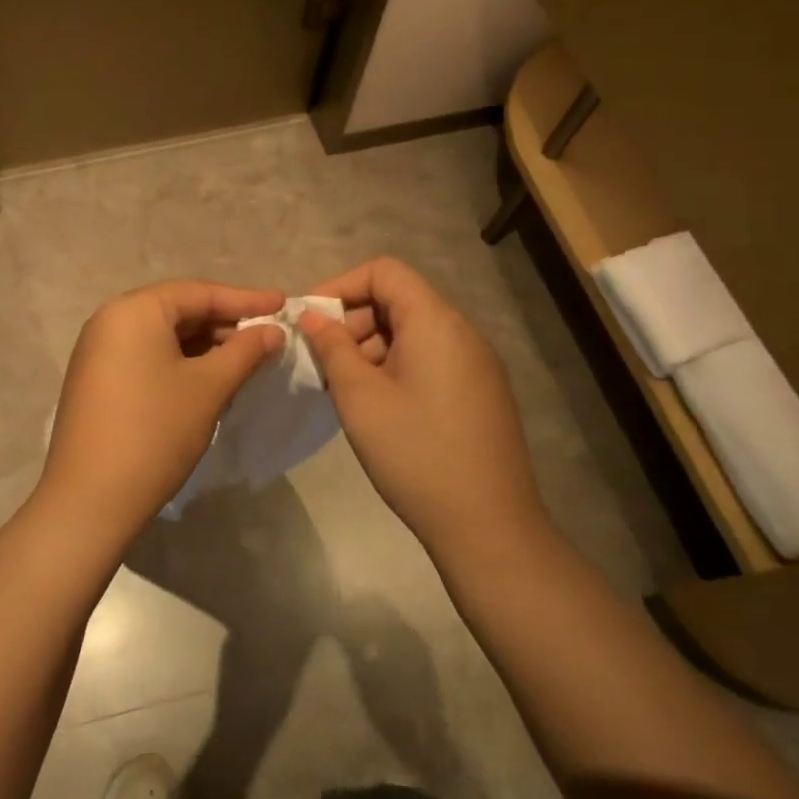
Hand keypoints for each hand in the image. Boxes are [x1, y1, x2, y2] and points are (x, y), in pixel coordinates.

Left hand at [36, 280, 283, 542]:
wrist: (90, 499)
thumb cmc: (155, 432)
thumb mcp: (208, 388)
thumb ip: (244, 352)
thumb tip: (272, 331)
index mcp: (133, 310)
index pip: (198, 292)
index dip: (244, 299)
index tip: (282, 304)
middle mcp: (110, 321)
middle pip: (178, 311)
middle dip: (224, 323)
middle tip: (267, 337)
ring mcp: (97, 352)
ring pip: (162, 337)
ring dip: (204, 346)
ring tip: (245, 360)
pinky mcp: (96, 381)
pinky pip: (145, 357)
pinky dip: (179, 363)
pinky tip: (207, 381)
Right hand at [300, 258, 544, 549]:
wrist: (488, 526)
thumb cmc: (415, 453)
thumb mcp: (359, 397)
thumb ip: (332, 347)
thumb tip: (312, 316)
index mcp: (436, 322)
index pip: (384, 272)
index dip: (341, 286)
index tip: (311, 320)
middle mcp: (462, 333)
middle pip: (398, 300)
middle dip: (353, 321)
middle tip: (323, 362)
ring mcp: (475, 364)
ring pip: (411, 333)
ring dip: (370, 348)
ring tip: (344, 389)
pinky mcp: (479, 392)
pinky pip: (429, 359)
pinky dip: (394, 367)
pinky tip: (375, 405)